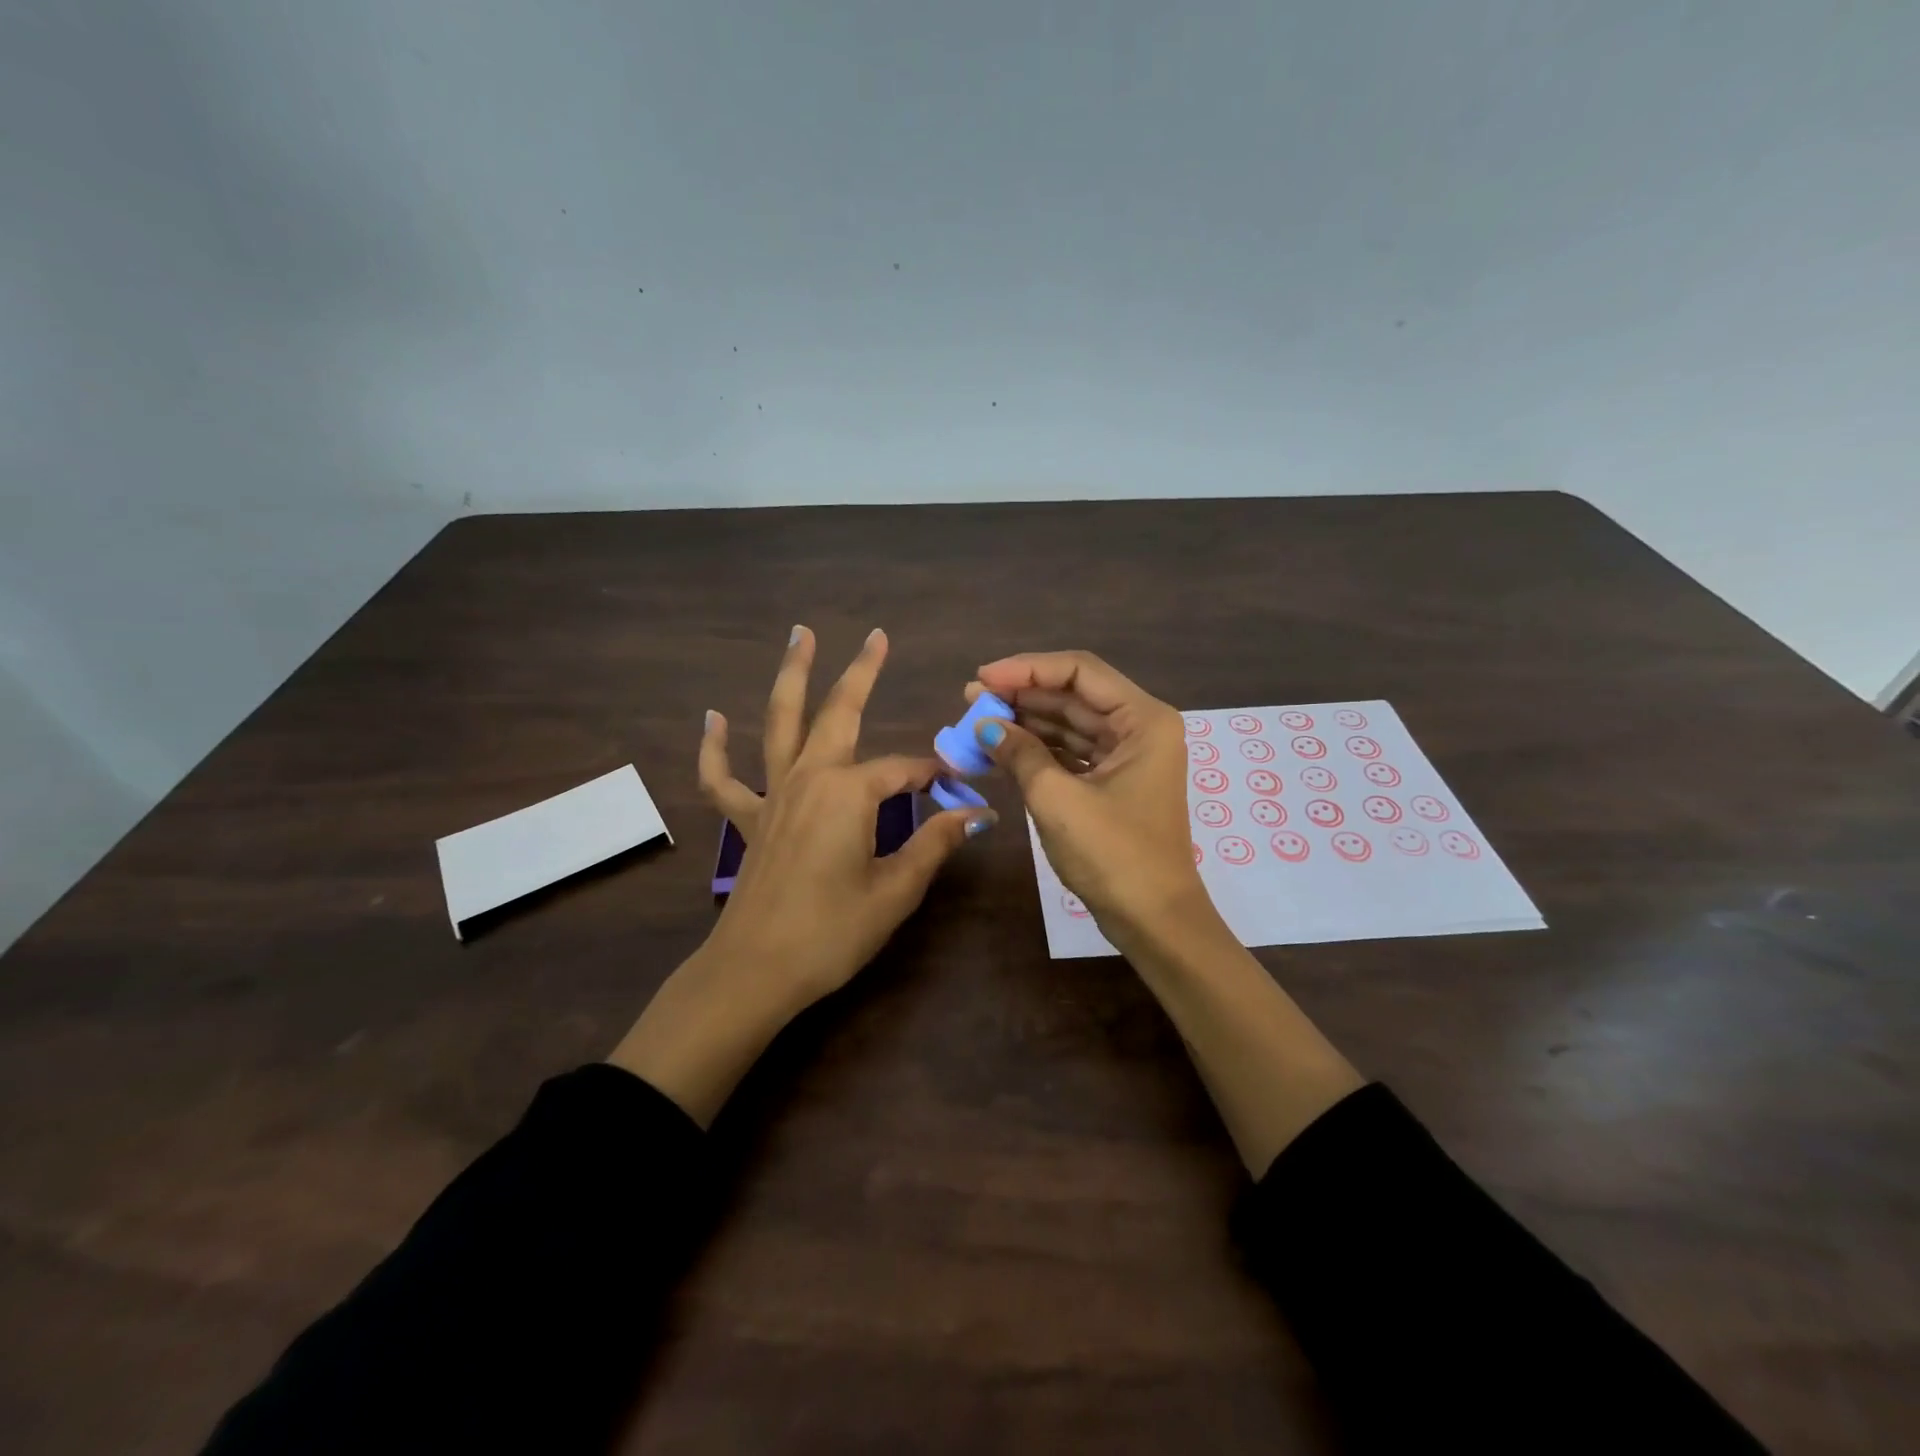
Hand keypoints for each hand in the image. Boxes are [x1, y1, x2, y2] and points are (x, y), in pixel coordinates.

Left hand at [610, 627, 991, 1124]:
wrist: (755, 972)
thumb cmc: (832, 933)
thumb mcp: (895, 890)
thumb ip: (935, 844)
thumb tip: (977, 813)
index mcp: (850, 793)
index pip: (904, 771)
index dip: (935, 776)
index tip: (961, 786)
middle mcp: (810, 778)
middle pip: (840, 713)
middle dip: (861, 673)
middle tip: (878, 636)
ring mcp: (772, 795)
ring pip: (780, 723)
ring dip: (792, 677)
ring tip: (800, 635)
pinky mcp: (748, 820)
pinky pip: (723, 777)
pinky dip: (714, 747)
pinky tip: (713, 717)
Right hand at [967, 650, 1207, 947]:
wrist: (1153, 920)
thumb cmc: (1113, 855)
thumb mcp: (1058, 799)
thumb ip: (1020, 753)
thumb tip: (984, 725)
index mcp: (1143, 719)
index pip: (1079, 671)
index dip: (1027, 669)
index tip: (982, 678)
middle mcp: (1140, 728)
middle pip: (1074, 695)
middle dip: (1022, 695)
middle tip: (971, 699)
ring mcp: (1128, 756)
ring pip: (1070, 724)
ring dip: (1026, 722)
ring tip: (977, 720)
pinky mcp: (1113, 781)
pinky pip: (1071, 752)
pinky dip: (1038, 749)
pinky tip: (1001, 748)